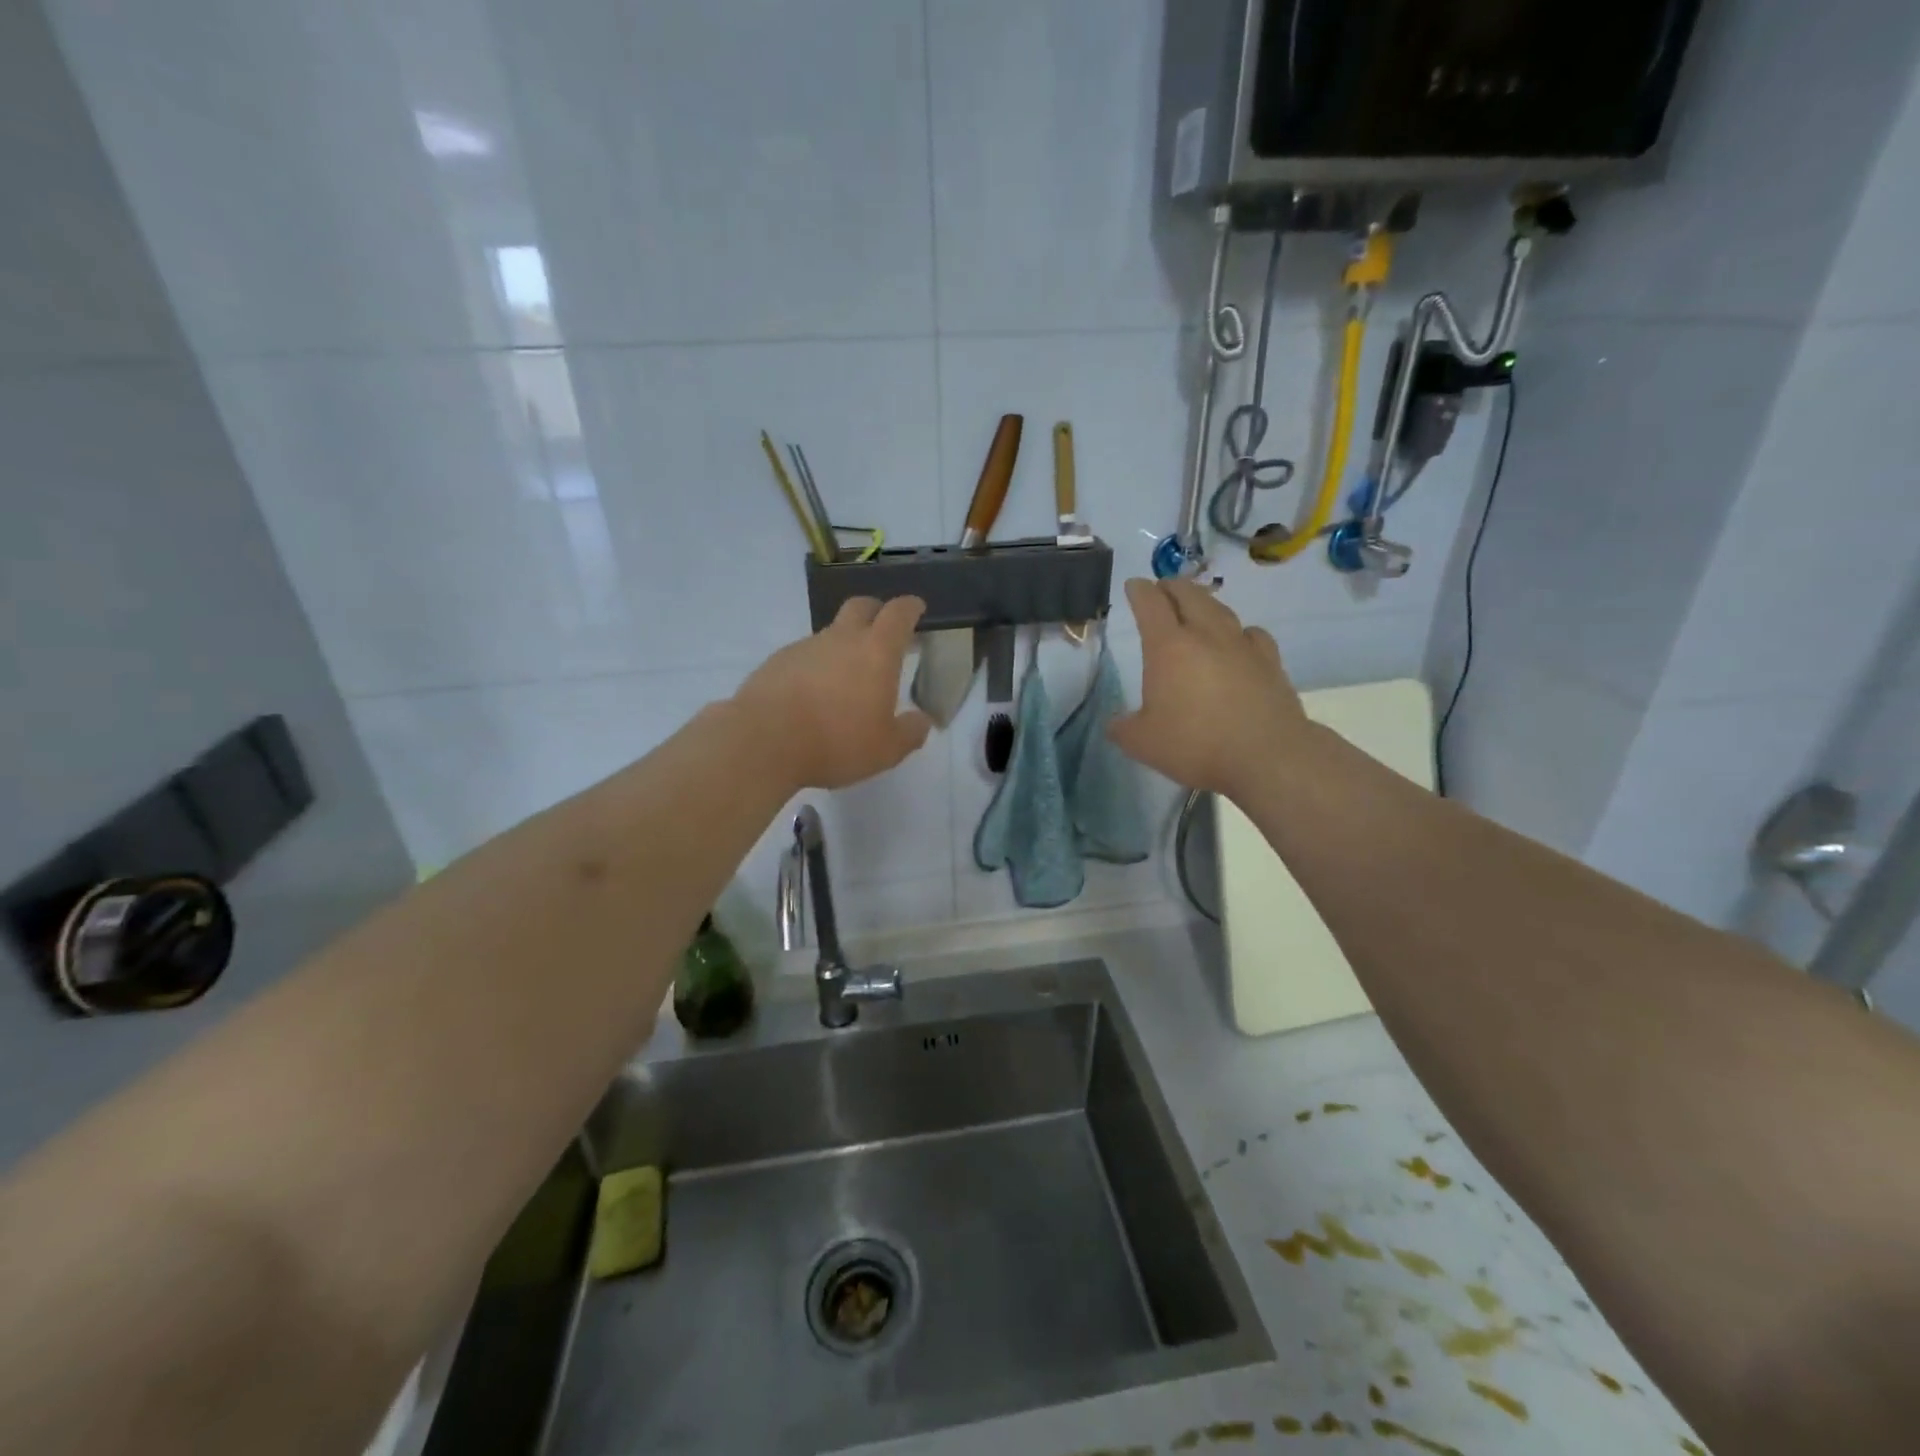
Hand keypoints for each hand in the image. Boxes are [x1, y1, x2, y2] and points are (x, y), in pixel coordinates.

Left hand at [733, 596, 933, 790]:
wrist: (763, 741)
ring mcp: (805, 647)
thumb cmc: (836, 741)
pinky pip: (804, 655)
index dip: (911, 607)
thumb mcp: (886, 749)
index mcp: (876, 651)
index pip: (898, 613)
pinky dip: (816, 666)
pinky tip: (813, 695)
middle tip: (883, 630)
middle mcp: (841, 638)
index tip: (917, 608)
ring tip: (846, 678)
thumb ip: (910, 732)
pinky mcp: (777, 662)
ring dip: (843, 645)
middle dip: (876, 611)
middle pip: (861, 606)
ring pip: (830, 633)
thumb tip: (921, 721)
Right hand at [1107, 578, 1309, 799]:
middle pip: (1188, 595)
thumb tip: (1115, 724)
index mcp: (1168, 647)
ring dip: (1204, 603)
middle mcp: (1206, 635)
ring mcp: (1242, 645)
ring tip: (1197, 608)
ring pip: (1220, 609)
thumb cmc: (1196, 745)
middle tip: (1162, 589)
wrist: (1267, 756)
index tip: (1134, 585)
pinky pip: (1251, 633)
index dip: (1139, 591)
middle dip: (1171, 587)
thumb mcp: (1142, 743)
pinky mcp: (1270, 662)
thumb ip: (1123, 729)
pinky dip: (1238, 631)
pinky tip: (1238, 641)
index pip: (1150, 604)